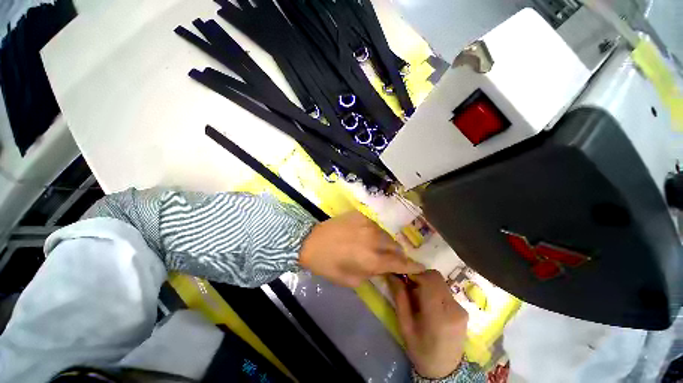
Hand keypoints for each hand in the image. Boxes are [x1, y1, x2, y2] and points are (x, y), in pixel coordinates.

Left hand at [299, 210, 424, 286]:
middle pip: (396, 247)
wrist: (310, 241)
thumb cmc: (329, 265)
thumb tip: (384, 268)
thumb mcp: (351, 280)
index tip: (421, 267)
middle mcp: (374, 240)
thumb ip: (372, 275)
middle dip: (397, 255)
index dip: (413, 266)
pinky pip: (375, 226)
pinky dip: (374, 233)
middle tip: (391, 259)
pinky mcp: (361, 215)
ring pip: (386, 235)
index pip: (400, 263)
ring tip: (376, 247)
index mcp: (372, 260)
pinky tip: (365, 236)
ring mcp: (368, 224)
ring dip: (386, 243)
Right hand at [388, 270, 467, 378]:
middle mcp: (453, 308)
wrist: (444, 371)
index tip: (403, 277)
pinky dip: (434, 290)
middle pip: (436, 277)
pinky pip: (445, 290)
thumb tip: (392, 274)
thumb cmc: (420, 349)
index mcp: (438, 314)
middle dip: (420, 276)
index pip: (429, 279)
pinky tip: (428, 303)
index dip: (414, 273)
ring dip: (427, 283)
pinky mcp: (463, 310)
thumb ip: (399, 297)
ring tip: (417, 296)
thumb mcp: (404, 325)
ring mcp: (461, 309)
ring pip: (440, 281)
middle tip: (409, 286)